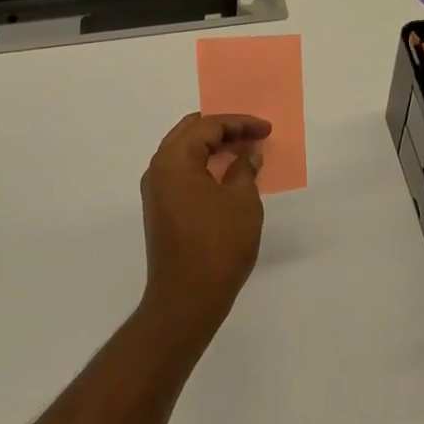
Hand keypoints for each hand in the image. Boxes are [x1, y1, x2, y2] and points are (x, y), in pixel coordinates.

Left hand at [137, 113, 271, 352]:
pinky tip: (228, 175)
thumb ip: (244, 169)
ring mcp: (156, 191)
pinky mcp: (161, 209)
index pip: (207, 126)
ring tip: (244, 152)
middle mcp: (158, 169)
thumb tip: (248, 155)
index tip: (266, 129)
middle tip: (253, 135)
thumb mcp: (242, 201)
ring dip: (213, 148)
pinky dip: (205, 166)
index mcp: (174, 160)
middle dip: (223, 130)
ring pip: (185, 152)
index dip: (240, 123)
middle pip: (190, 133)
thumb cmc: (217, 244)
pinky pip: (183, 173)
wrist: (186, 299)